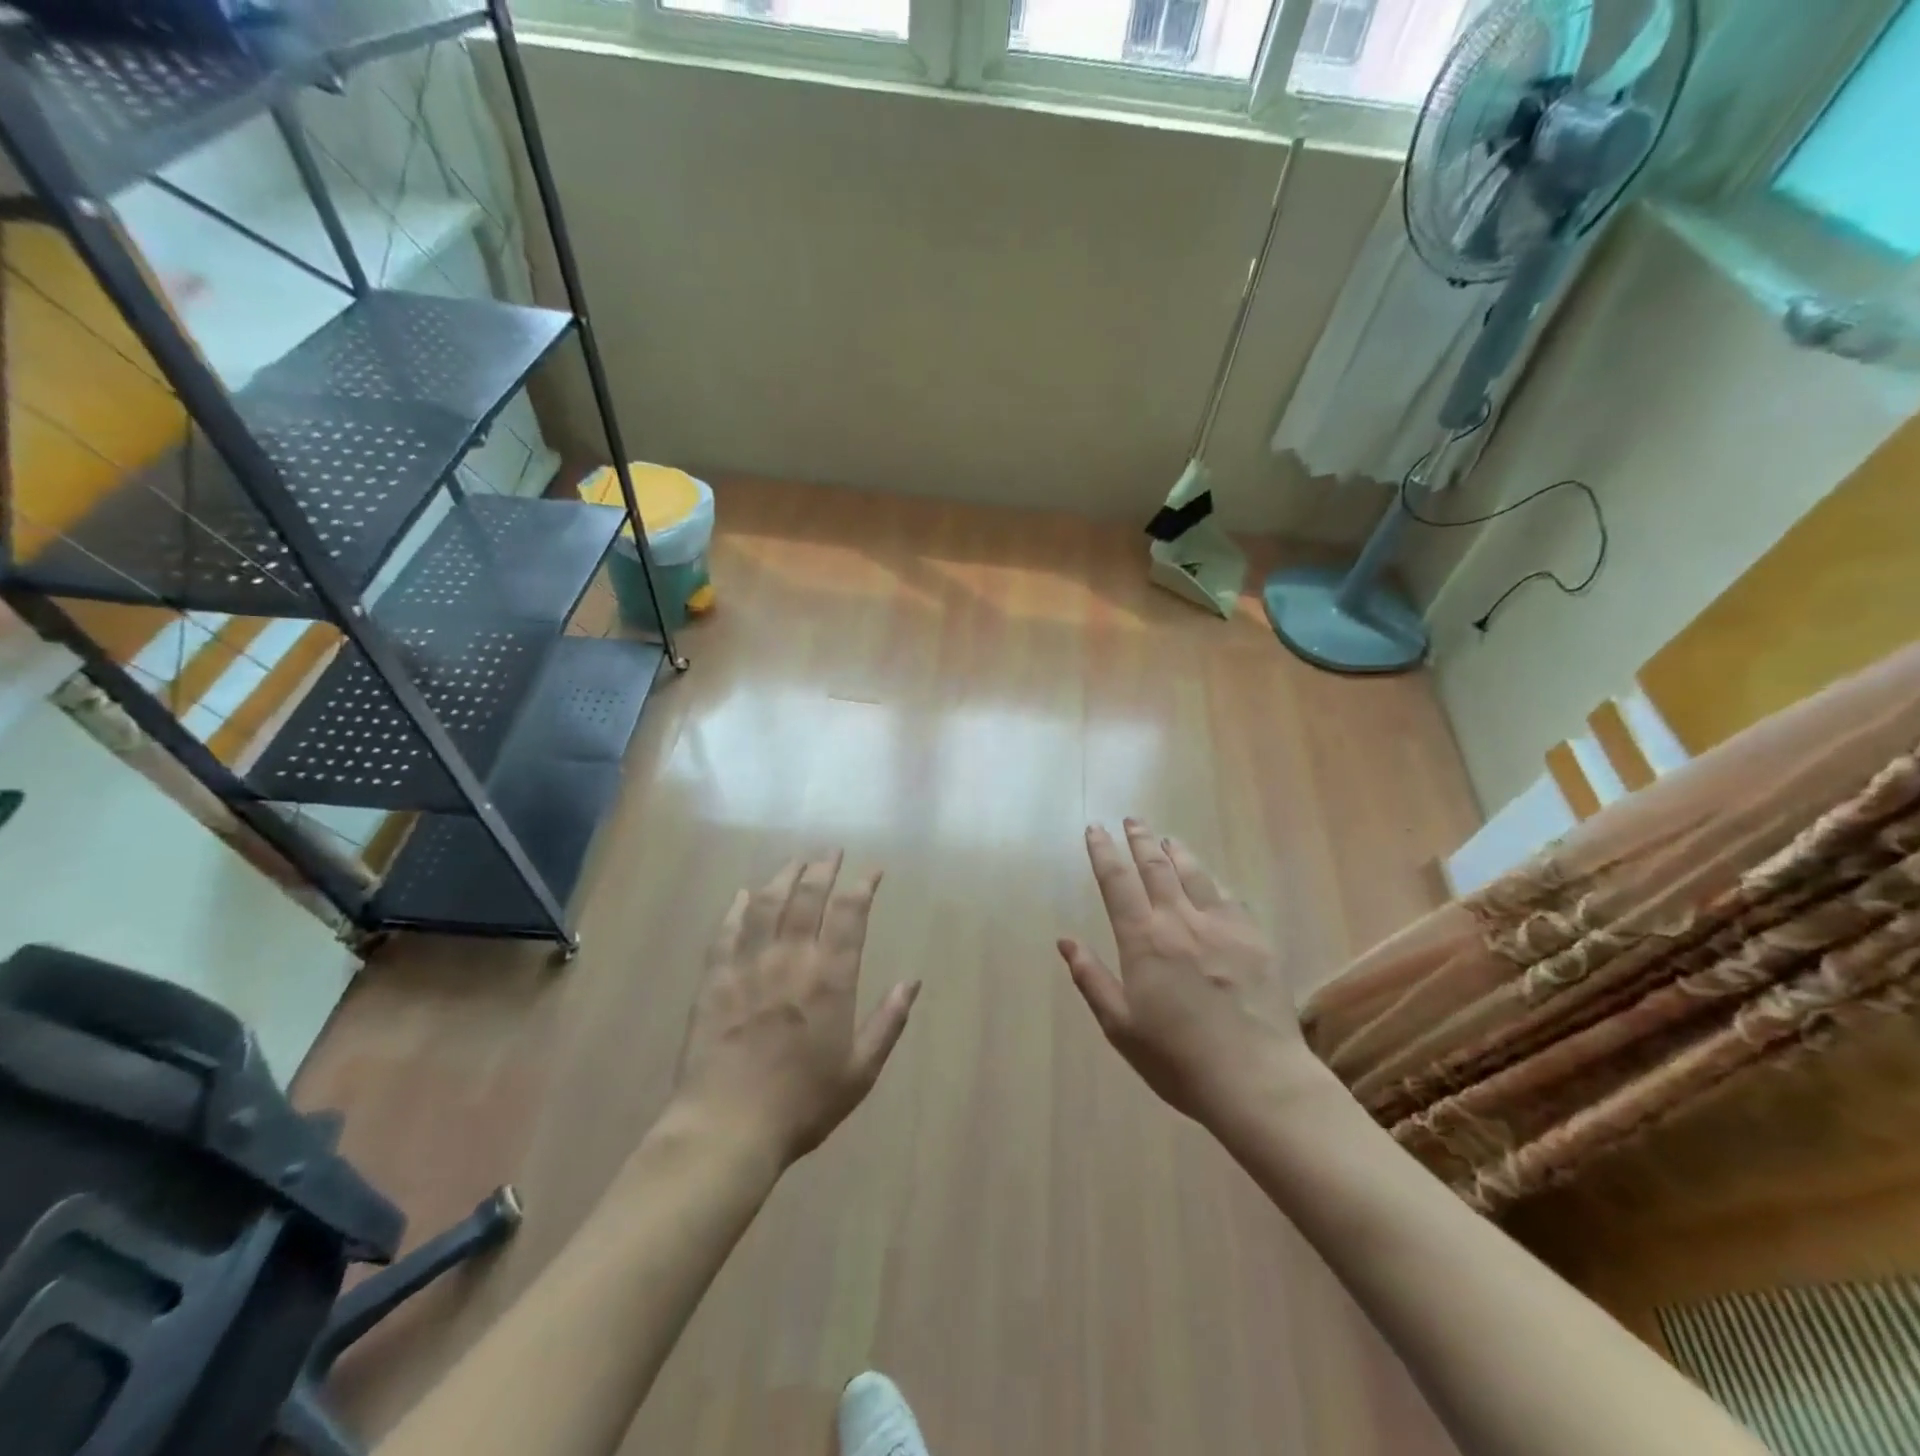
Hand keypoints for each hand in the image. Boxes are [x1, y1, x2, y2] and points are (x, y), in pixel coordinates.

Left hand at [674, 853, 919, 1166]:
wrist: (727, 1127)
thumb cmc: (802, 1103)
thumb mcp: (860, 1071)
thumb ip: (888, 1022)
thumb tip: (913, 981)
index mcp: (830, 977)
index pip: (851, 913)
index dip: (863, 885)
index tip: (872, 870)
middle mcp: (791, 958)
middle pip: (808, 897)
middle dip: (823, 868)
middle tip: (832, 852)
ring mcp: (748, 964)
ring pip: (767, 903)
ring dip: (784, 877)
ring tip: (795, 862)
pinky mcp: (714, 978)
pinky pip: (726, 930)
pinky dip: (736, 907)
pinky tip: (743, 894)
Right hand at [1059, 820, 1309, 1131]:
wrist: (1256, 1078)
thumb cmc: (1177, 1059)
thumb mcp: (1120, 1026)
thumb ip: (1091, 979)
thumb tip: (1065, 940)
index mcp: (1143, 940)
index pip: (1117, 882)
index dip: (1103, 852)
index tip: (1095, 829)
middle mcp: (1180, 920)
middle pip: (1155, 867)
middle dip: (1139, 840)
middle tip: (1131, 821)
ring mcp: (1221, 925)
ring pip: (1194, 873)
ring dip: (1176, 852)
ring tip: (1166, 840)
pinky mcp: (1254, 938)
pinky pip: (1228, 896)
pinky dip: (1212, 881)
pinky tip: (1210, 881)